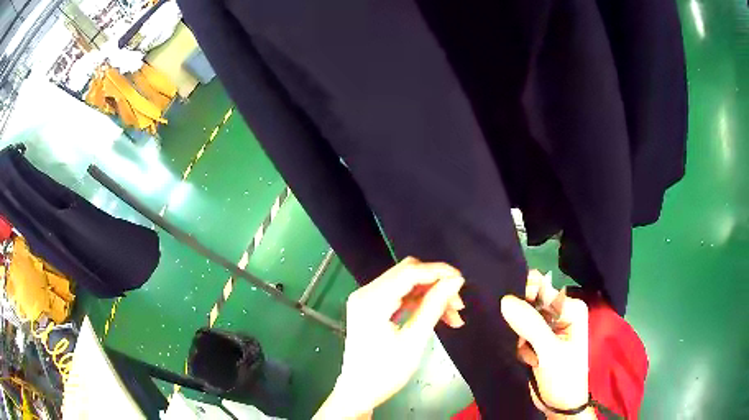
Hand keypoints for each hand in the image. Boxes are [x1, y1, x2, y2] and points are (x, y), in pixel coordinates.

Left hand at [314, 257, 465, 418]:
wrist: (359, 392)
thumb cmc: (385, 372)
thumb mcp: (414, 340)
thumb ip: (434, 306)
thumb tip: (455, 281)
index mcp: (372, 300)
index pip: (409, 271)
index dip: (438, 271)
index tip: (462, 281)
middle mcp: (366, 292)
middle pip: (407, 273)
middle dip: (436, 284)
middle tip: (458, 305)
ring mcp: (367, 299)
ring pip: (406, 284)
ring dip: (431, 295)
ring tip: (454, 316)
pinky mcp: (371, 308)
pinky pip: (400, 296)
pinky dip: (420, 303)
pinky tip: (438, 315)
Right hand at [501, 270, 591, 418]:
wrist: (559, 405)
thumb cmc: (563, 377)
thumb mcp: (549, 352)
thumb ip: (531, 325)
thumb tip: (505, 299)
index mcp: (570, 308)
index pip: (543, 289)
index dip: (523, 294)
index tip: (505, 308)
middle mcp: (560, 312)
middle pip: (531, 301)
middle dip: (519, 319)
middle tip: (519, 340)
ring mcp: (548, 326)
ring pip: (522, 317)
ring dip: (517, 334)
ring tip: (525, 352)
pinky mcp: (538, 339)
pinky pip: (520, 331)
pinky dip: (517, 343)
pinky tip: (524, 356)